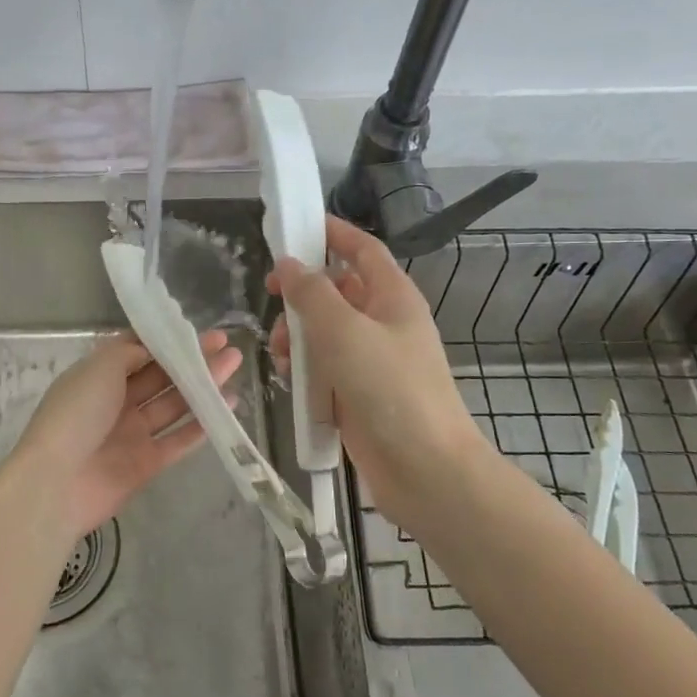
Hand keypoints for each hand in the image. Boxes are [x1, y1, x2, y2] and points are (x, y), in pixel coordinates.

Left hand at [12, 332, 241, 548]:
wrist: (57, 482)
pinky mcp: (146, 464)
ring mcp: (132, 434)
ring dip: (202, 387)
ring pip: (173, 406)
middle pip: (161, 377)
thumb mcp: (100, 368)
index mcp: (99, 376)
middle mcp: (116, 402)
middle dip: (193, 361)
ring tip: (234, 368)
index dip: (167, 340)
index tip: (197, 330)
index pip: (137, 352)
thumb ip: (129, 353)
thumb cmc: (77, 414)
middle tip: (227, 346)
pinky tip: (226, 408)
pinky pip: (177, 441)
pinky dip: (201, 426)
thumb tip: (151, 348)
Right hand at [268, 217, 487, 526]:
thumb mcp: (345, 332)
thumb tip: (290, 265)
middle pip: (338, 291)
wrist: (425, 469)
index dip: (333, 233)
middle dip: (303, 292)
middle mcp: (384, 323)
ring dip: (298, 335)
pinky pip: (324, 368)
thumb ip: (312, 294)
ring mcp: (372, 361)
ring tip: (278, 351)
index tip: (295, 226)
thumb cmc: (389, 389)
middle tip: (271, 294)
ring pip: (325, 332)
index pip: (362, 250)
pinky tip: (287, 378)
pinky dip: (304, 368)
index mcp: (393, 297)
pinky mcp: (358, 394)